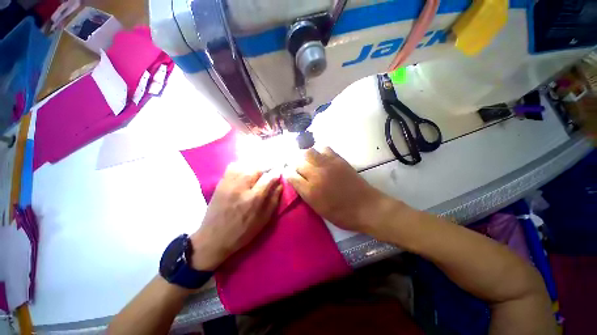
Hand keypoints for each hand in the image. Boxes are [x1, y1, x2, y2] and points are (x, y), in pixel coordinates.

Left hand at [190, 163, 281, 269]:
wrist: (213, 238)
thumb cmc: (242, 232)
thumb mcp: (263, 220)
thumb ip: (273, 201)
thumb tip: (280, 185)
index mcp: (253, 199)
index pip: (268, 178)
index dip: (276, 172)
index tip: (280, 171)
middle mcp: (241, 187)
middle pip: (257, 168)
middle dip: (267, 166)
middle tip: (271, 170)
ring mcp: (229, 184)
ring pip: (245, 165)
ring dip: (256, 166)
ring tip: (260, 170)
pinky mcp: (220, 183)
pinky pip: (232, 167)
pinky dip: (242, 165)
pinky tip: (246, 170)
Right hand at [285, 147, 397, 233]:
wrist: (366, 207)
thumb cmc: (341, 214)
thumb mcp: (318, 209)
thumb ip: (305, 194)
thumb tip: (298, 181)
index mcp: (310, 191)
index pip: (291, 176)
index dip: (288, 174)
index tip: (289, 174)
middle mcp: (316, 175)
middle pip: (298, 162)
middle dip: (295, 165)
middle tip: (299, 168)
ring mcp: (328, 165)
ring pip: (309, 152)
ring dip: (305, 156)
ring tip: (308, 161)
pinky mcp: (338, 160)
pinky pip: (324, 148)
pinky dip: (319, 151)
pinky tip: (321, 157)